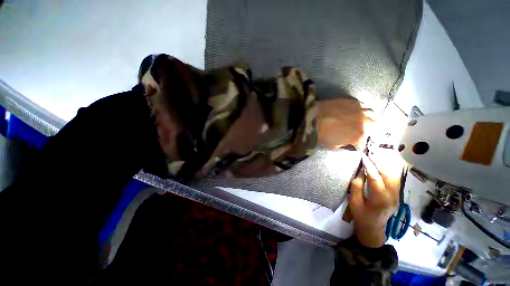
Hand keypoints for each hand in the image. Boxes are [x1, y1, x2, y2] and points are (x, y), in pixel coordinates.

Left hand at [317, 98, 374, 149]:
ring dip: (370, 120)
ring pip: (373, 115)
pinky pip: (365, 106)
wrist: (314, 117)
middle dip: (368, 132)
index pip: (363, 145)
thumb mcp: (333, 145)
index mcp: (359, 136)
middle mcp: (364, 123)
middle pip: (374, 128)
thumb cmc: (321, 133)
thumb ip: (345, 145)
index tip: (354, 146)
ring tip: (364, 123)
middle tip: (361, 134)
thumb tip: (350, 143)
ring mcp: (361, 111)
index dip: (358, 146)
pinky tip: (358, 113)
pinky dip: (364, 111)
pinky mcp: (355, 102)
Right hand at [348, 153, 401, 247]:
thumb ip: (356, 185)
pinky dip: (386, 171)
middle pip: (388, 175)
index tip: (362, 156)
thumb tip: (360, 171)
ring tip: (373, 158)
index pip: (375, 178)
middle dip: (378, 163)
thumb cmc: (361, 215)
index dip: (368, 166)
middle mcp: (392, 196)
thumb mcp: (354, 201)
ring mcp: (397, 196)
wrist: (373, 227)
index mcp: (380, 200)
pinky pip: (393, 179)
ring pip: (393, 176)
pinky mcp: (397, 195)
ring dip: (383, 166)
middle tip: (369, 154)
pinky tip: (379, 167)